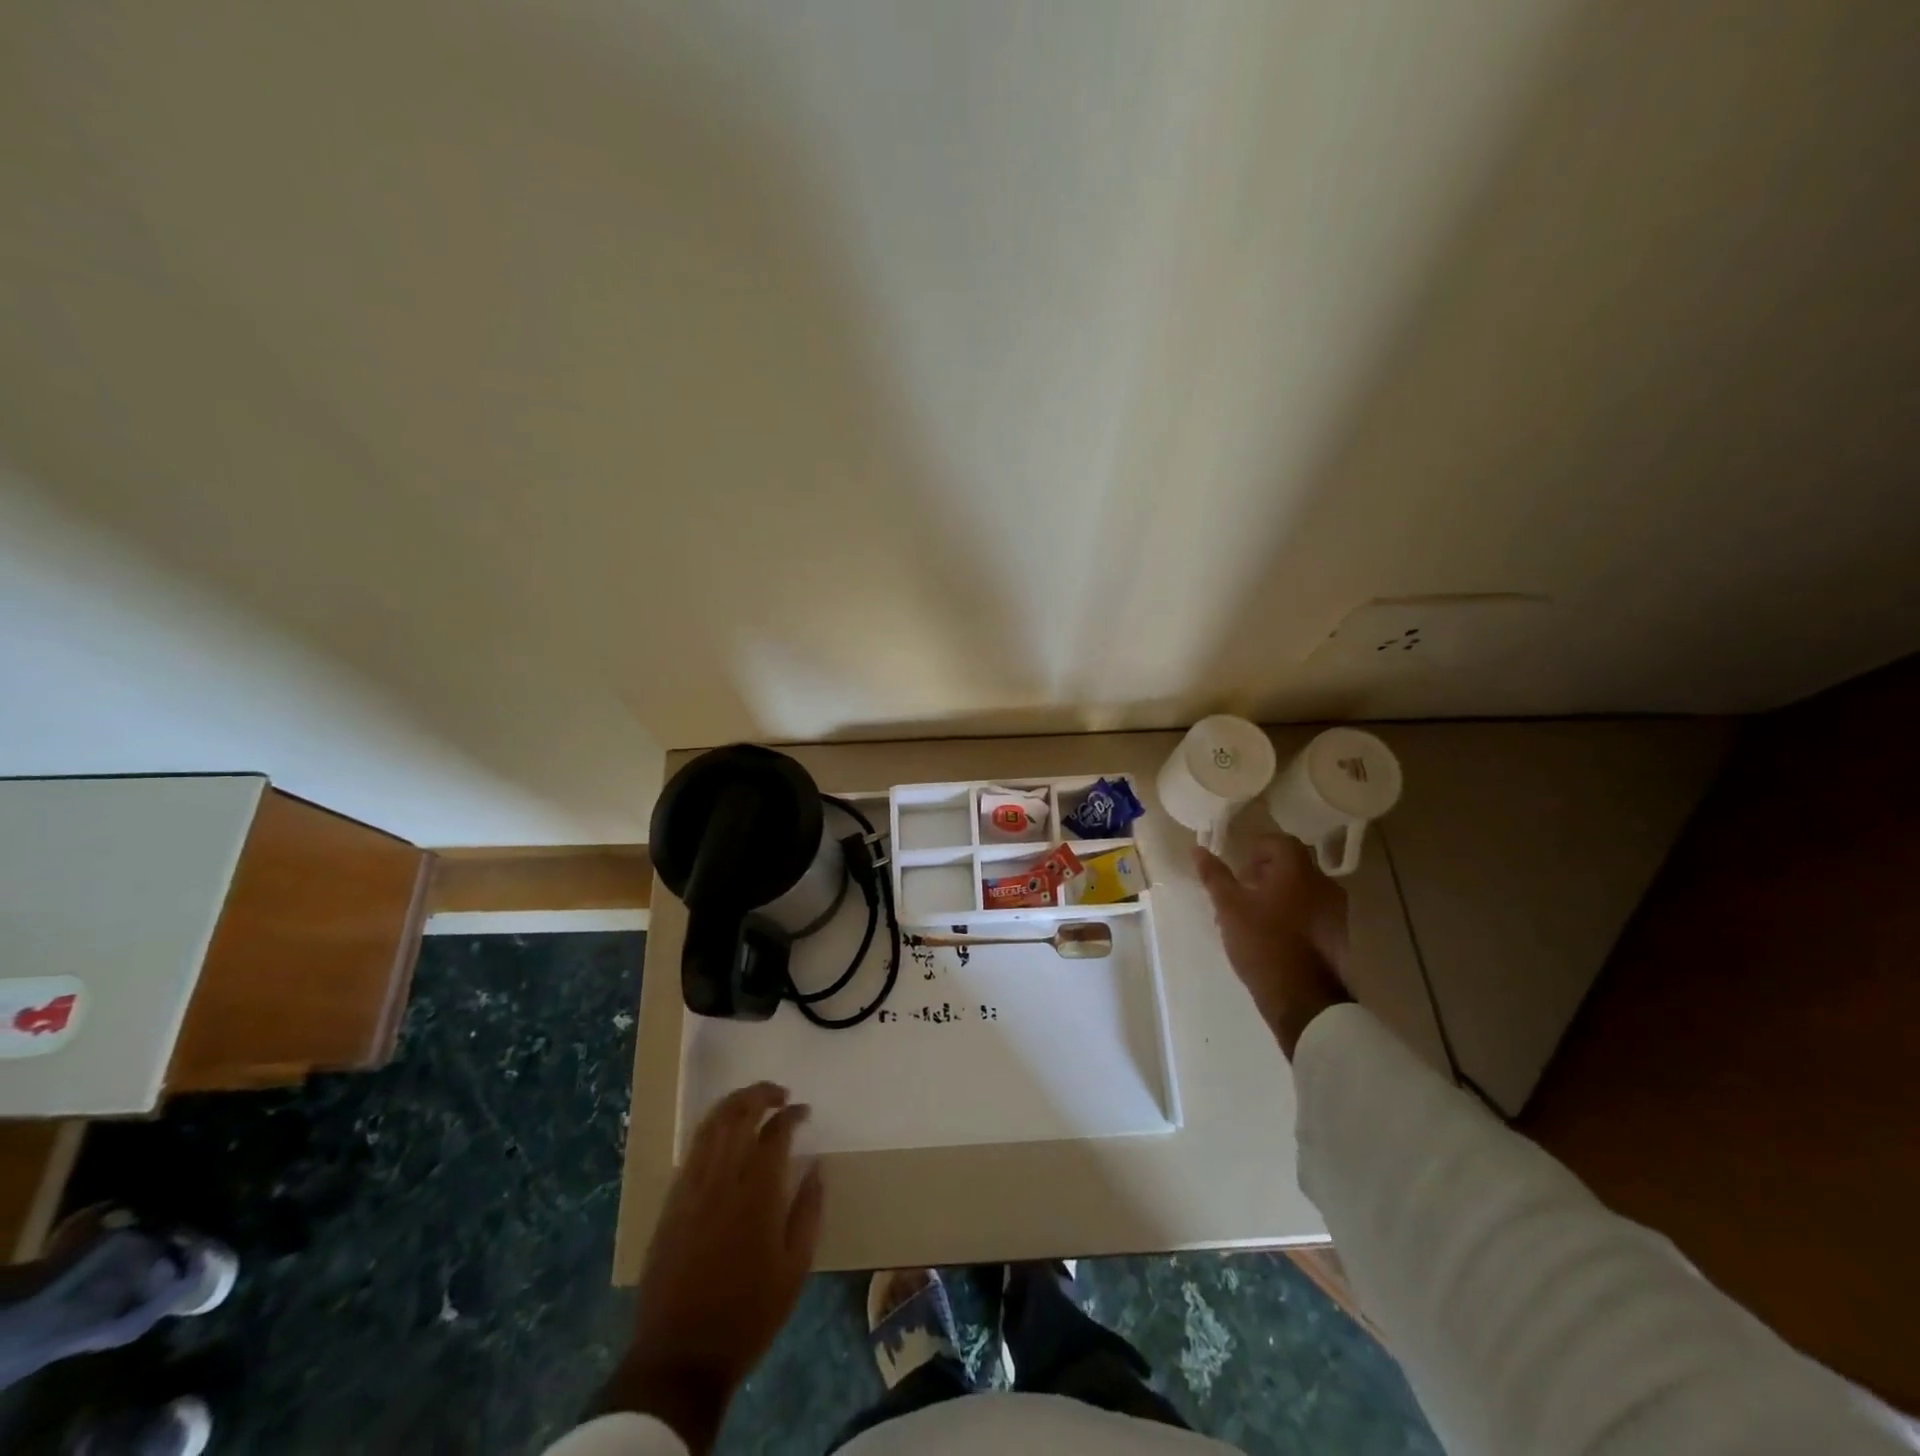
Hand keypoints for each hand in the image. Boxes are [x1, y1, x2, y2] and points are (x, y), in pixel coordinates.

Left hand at [607, 1082, 823, 1453]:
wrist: (680, 1357)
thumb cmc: (748, 1314)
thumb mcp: (795, 1268)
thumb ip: (809, 1210)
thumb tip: (817, 1166)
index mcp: (757, 1193)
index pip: (775, 1131)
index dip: (792, 1114)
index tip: (804, 1112)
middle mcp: (722, 1179)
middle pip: (738, 1114)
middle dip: (760, 1094)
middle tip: (780, 1094)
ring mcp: (691, 1188)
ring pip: (710, 1125)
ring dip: (733, 1104)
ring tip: (753, 1102)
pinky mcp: (671, 1203)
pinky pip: (692, 1149)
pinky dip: (711, 1130)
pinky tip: (723, 1136)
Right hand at [1194, 835, 1351, 1056]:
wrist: (1303, 999)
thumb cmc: (1262, 943)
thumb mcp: (1229, 907)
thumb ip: (1215, 876)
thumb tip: (1197, 850)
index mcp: (1298, 870)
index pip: (1279, 842)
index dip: (1255, 850)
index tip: (1239, 872)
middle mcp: (1323, 884)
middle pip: (1292, 864)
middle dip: (1264, 873)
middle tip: (1241, 893)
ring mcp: (1336, 910)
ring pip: (1302, 889)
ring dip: (1278, 894)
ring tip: (1253, 917)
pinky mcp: (1338, 935)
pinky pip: (1312, 910)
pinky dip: (1293, 913)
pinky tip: (1273, 936)